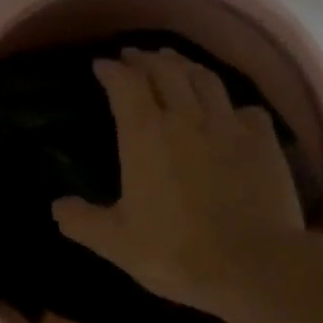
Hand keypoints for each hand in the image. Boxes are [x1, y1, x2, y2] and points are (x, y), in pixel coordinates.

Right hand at [51, 48, 304, 316]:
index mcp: (145, 135)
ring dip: (185, 66)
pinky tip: (228, 110)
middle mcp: (186, 118)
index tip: (101, 65)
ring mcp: (229, 126)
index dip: (112, 70)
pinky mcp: (264, 142)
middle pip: (166, 71)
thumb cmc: (174, 251)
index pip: (125, 85)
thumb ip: (81, 221)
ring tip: (174, 63)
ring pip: (206, 80)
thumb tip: (57, 206)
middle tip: (134, 56)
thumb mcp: (114, 243)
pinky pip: (246, 109)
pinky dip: (230, 103)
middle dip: (146, 59)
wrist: (253, 266)